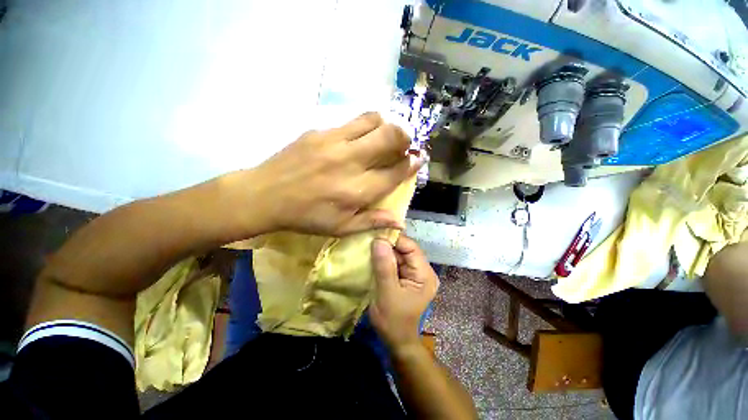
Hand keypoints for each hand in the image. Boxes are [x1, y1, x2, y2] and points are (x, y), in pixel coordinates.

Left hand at [242, 112, 420, 235]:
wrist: (265, 195)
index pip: (395, 171)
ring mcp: (334, 142)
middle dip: (405, 138)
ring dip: (385, 126)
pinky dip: (362, 128)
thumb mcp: (340, 228)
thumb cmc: (306, 217)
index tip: (418, 159)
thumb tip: (399, 221)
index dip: (411, 164)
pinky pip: (350, 122)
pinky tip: (355, 140)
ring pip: (373, 120)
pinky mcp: (318, 131)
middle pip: (391, 136)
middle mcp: (351, 162)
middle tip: (404, 145)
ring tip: (382, 137)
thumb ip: (372, 221)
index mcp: (357, 191)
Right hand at [370, 235, 438, 350]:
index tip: (375, 234)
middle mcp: (423, 271)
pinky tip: (373, 255)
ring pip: (399, 254)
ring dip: (384, 251)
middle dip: (388, 244)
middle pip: (405, 249)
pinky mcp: (406, 277)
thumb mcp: (387, 293)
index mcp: (424, 274)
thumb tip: (379, 240)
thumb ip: (384, 266)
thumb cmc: (393, 321)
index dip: (394, 239)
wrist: (397, 341)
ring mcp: (415, 274)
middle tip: (369, 238)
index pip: (411, 247)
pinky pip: (395, 262)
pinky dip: (384, 259)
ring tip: (368, 245)